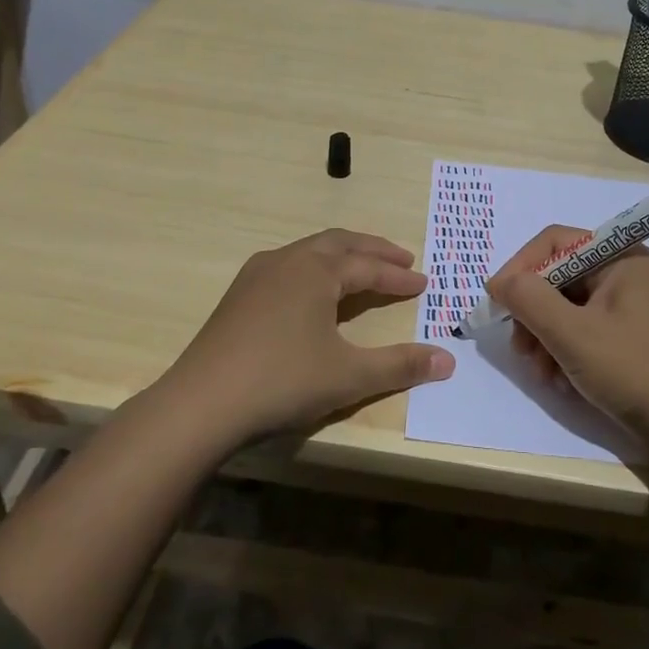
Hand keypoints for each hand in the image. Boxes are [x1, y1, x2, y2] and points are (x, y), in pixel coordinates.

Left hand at [163, 230, 454, 448]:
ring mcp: (257, 275)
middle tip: (401, 260)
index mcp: (316, 271)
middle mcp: (287, 261)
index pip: (368, 267)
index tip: (423, 284)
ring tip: (361, 270)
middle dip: (373, 251)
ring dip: (342, 256)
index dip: (398, 276)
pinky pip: (287, 266)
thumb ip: (400, 365)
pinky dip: (314, 269)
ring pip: (310, 251)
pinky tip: (311, 292)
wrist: (200, 404)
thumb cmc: (282, 382)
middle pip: (339, 244)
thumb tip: (448, 361)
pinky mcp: (238, 296)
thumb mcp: (348, 376)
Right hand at [488, 224, 648, 446]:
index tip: (496, 302)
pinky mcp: (631, 338)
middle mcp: (625, 273)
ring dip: (545, 337)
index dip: (520, 268)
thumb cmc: (634, 371)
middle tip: (521, 349)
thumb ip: (530, 300)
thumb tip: (499, 281)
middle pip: (559, 277)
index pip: (555, 243)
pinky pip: (584, 330)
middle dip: (533, 313)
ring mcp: (630, 307)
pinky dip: (565, 351)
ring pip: (567, 307)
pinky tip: (561, 381)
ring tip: (542, 372)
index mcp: (620, 257)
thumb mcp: (572, 334)